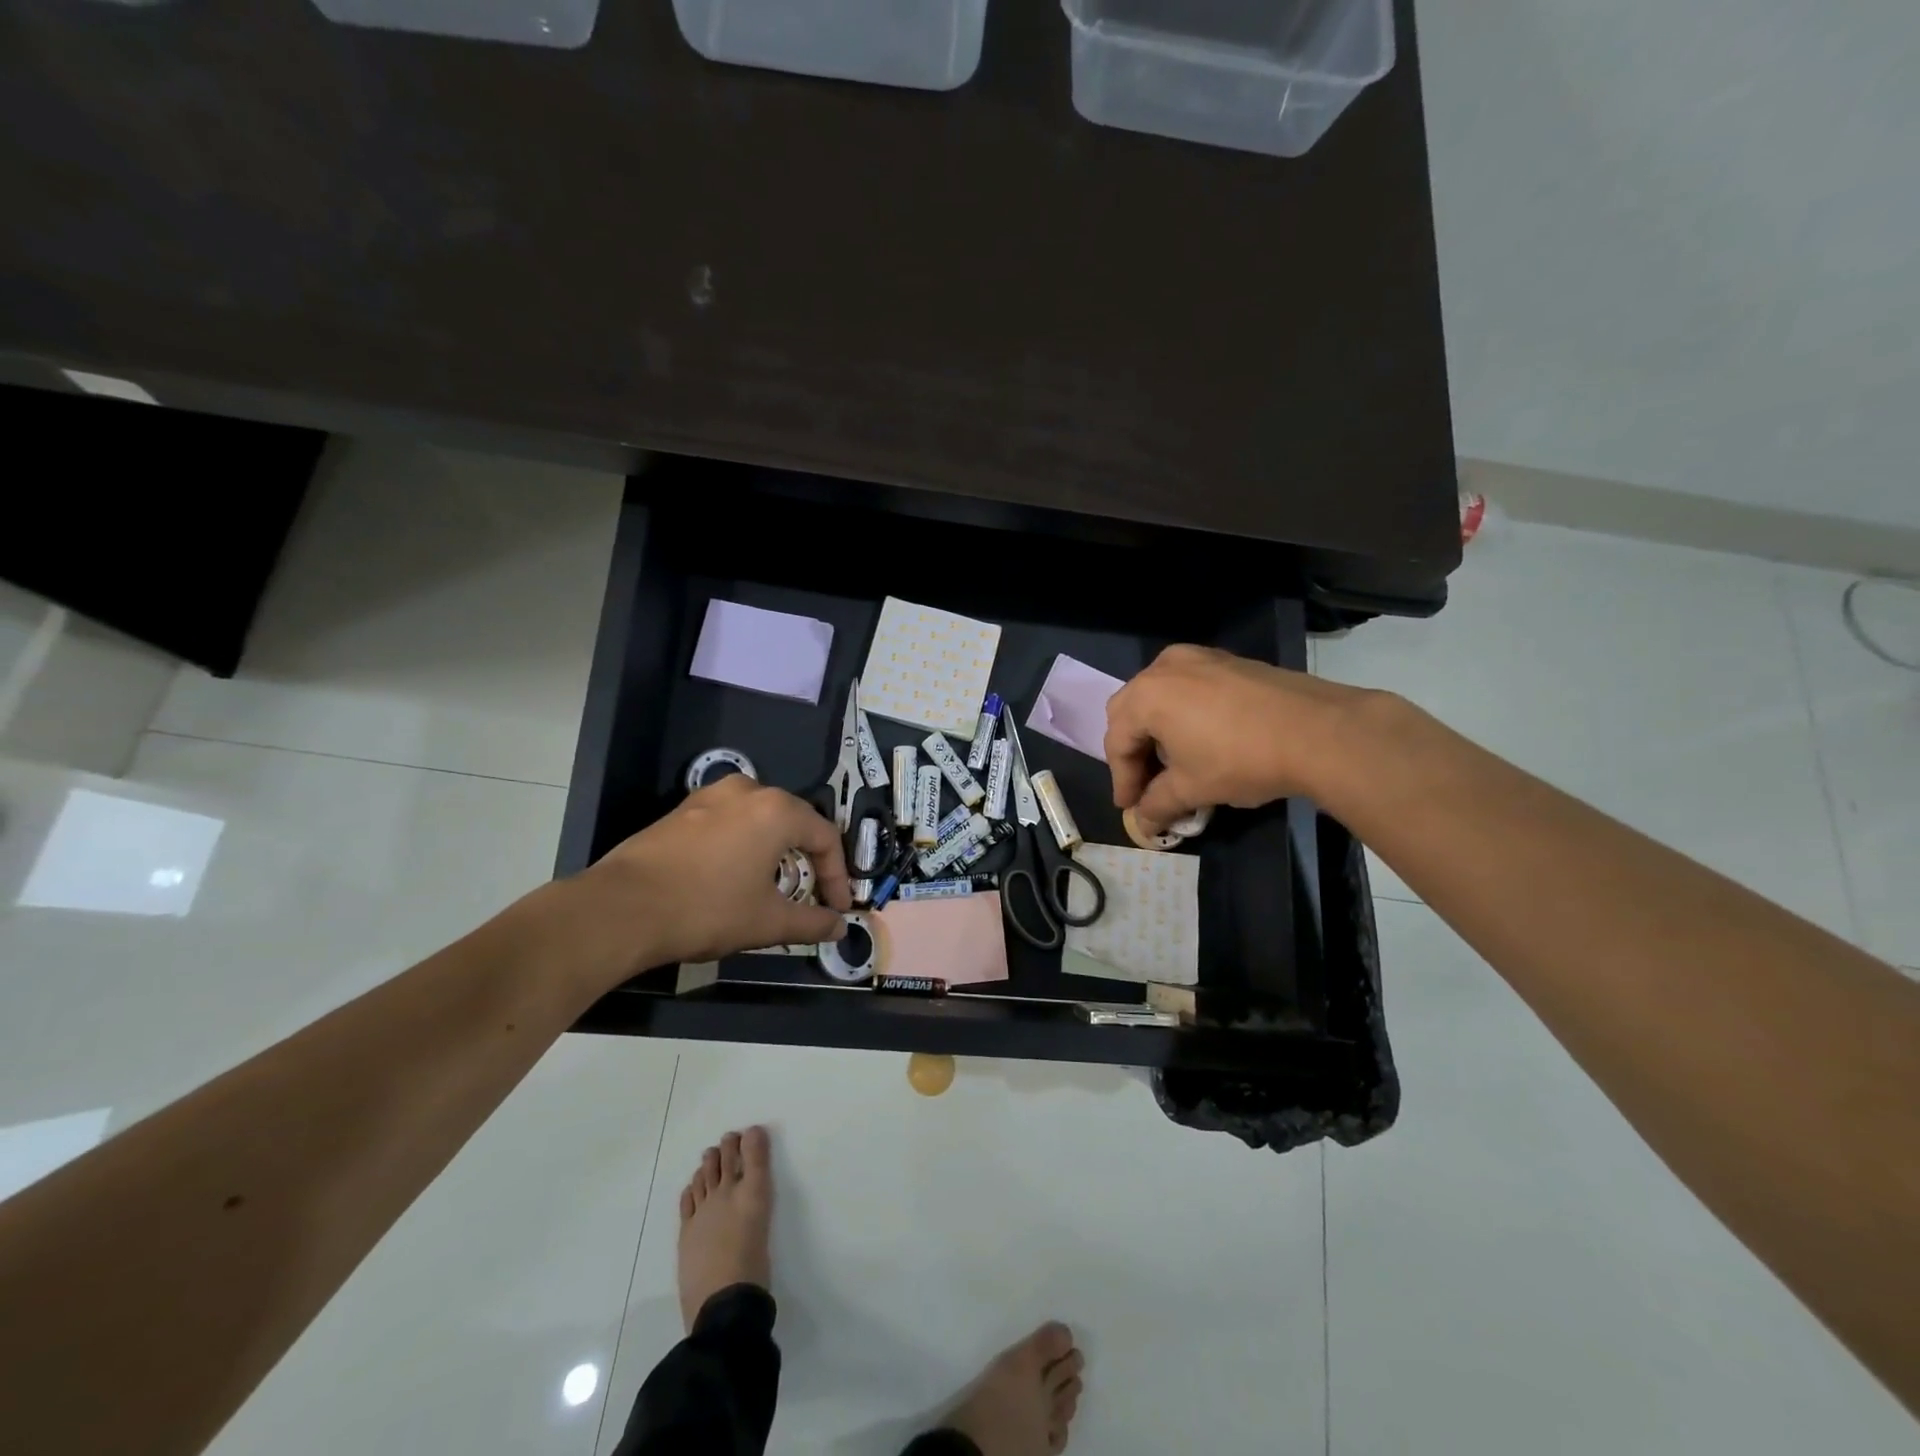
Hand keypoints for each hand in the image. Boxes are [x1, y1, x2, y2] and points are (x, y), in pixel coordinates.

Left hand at [572, 776, 851, 979]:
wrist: (621, 909)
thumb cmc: (707, 909)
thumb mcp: (768, 922)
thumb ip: (811, 922)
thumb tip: (840, 928)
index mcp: (776, 810)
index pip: (825, 837)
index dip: (838, 876)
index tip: (838, 909)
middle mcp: (747, 791)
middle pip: (794, 822)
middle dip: (809, 860)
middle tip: (814, 894)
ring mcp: (710, 796)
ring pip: (760, 819)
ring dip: (776, 850)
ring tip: (776, 884)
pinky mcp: (681, 810)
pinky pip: (729, 822)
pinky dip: (744, 846)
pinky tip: (735, 875)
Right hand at [1104, 644, 1375, 831]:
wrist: (1318, 730)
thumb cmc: (1240, 759)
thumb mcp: (1193, 789)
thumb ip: (1158, 804)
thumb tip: (1143, 822)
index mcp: (1146, 696)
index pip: (1117, 742)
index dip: (1121, 780)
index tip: (1130, 808)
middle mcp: (1164, 668)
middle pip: (1130, 711)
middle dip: (1133, 749)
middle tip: (1144, 782)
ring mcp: (1198, 658)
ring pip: (1159, 694)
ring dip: (1157, 728)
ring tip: (1173, 760)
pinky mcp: (1228, 660)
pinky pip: (1188, 686)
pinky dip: (1183, 712)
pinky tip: (1202, 737)